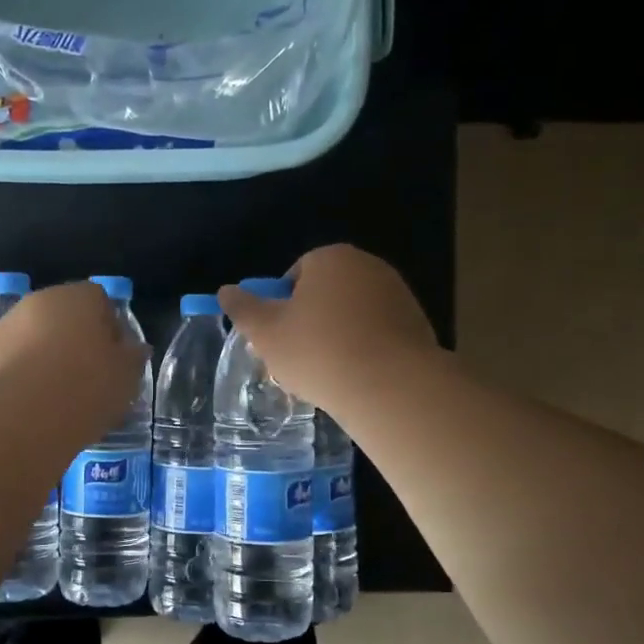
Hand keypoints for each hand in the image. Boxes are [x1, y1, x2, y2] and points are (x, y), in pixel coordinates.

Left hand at [0, 281, 147, 430]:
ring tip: (54, 398)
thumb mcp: (127, 376)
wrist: (24, 415)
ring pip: (31, 338)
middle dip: (73, 341)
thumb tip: (133, 349)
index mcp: (78, 297)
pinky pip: (7, 361)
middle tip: (86, 379)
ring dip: (42, 357)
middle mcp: (37, 301)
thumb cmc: (87, 387)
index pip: (99, 300)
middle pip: (62, 317)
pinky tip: (27, 405)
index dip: (109, 329)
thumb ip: (133, 356)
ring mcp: (4, 326)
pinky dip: (17, 376)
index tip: (114, 360)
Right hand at [218, 244, 437, 412]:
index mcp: (331, 258)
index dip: (282, 305)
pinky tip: (356, 378)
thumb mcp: (266, 332)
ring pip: (353, 314)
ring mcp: (398, 294)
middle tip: (298, 357)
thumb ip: (243, 309)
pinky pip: (378, 333)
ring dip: (338, 336)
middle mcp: (368, 266)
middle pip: (326, 292)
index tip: (278, 335)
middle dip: (310, 320)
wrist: (390, 386)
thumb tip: (226, 291)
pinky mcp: (417, 324)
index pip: (296, 273)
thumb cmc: (318, 351)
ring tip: (327, 373)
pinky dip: (365, 350)